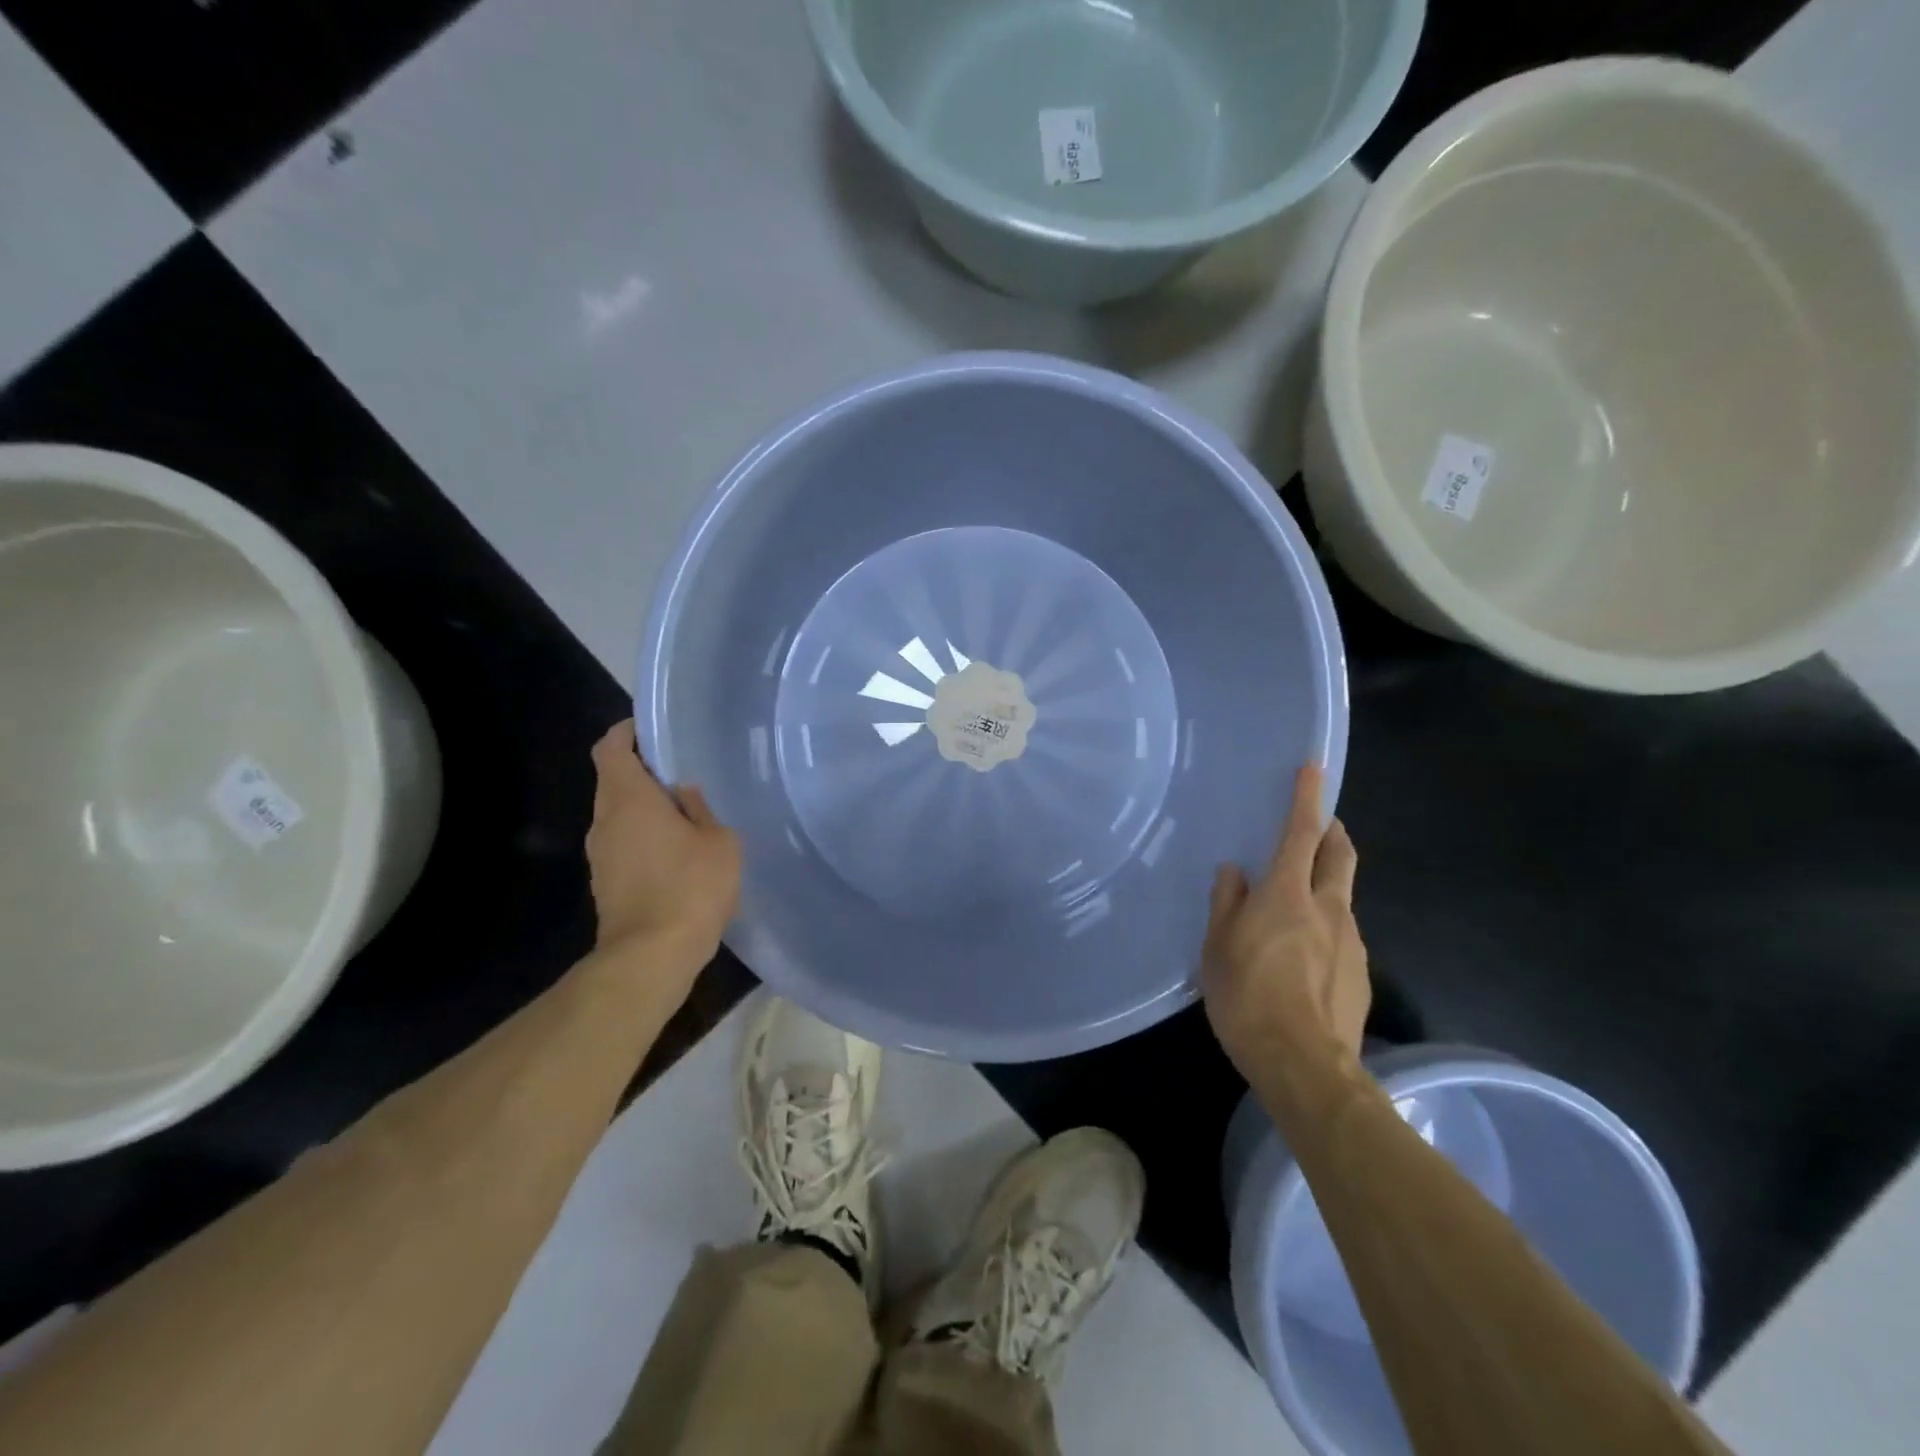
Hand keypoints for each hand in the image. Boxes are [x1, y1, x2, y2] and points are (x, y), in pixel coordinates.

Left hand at [586, 721, 739, 969]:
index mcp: (628, 798)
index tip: (652, 730)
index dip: (626, 733)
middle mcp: (604, 820)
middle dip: (642, 771)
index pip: (610, 748)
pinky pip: (622, 843)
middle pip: (613, 780)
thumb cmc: (690, 886)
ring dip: (643, 807)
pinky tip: (677, 851)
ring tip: (685, 812)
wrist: (652, 955)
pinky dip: (643, 837)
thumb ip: (701, 808)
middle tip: (682, 772)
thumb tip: (685, 791)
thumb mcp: (718, 840)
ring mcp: (600, 854)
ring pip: (618, 814)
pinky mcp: (605, 882)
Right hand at [1202, 765, 1369, 1084]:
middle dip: (1332, 833)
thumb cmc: (1247, 996)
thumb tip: (1233, 872)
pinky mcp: (1360, 974)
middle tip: (1320, 827)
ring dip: (1326, 885)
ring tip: (1295, 908)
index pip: (1302, 832)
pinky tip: (1304, 959)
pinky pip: (1342, 936)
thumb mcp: (1217, 947)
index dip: (1307, 798)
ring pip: (1342, 897)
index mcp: (1287, 894)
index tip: (1314, 769)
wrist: (1304, 1066)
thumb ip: (1226, 902)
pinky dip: (1325, 928)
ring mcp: (1350, 942)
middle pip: (1340, 855)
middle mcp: (1328, 908)